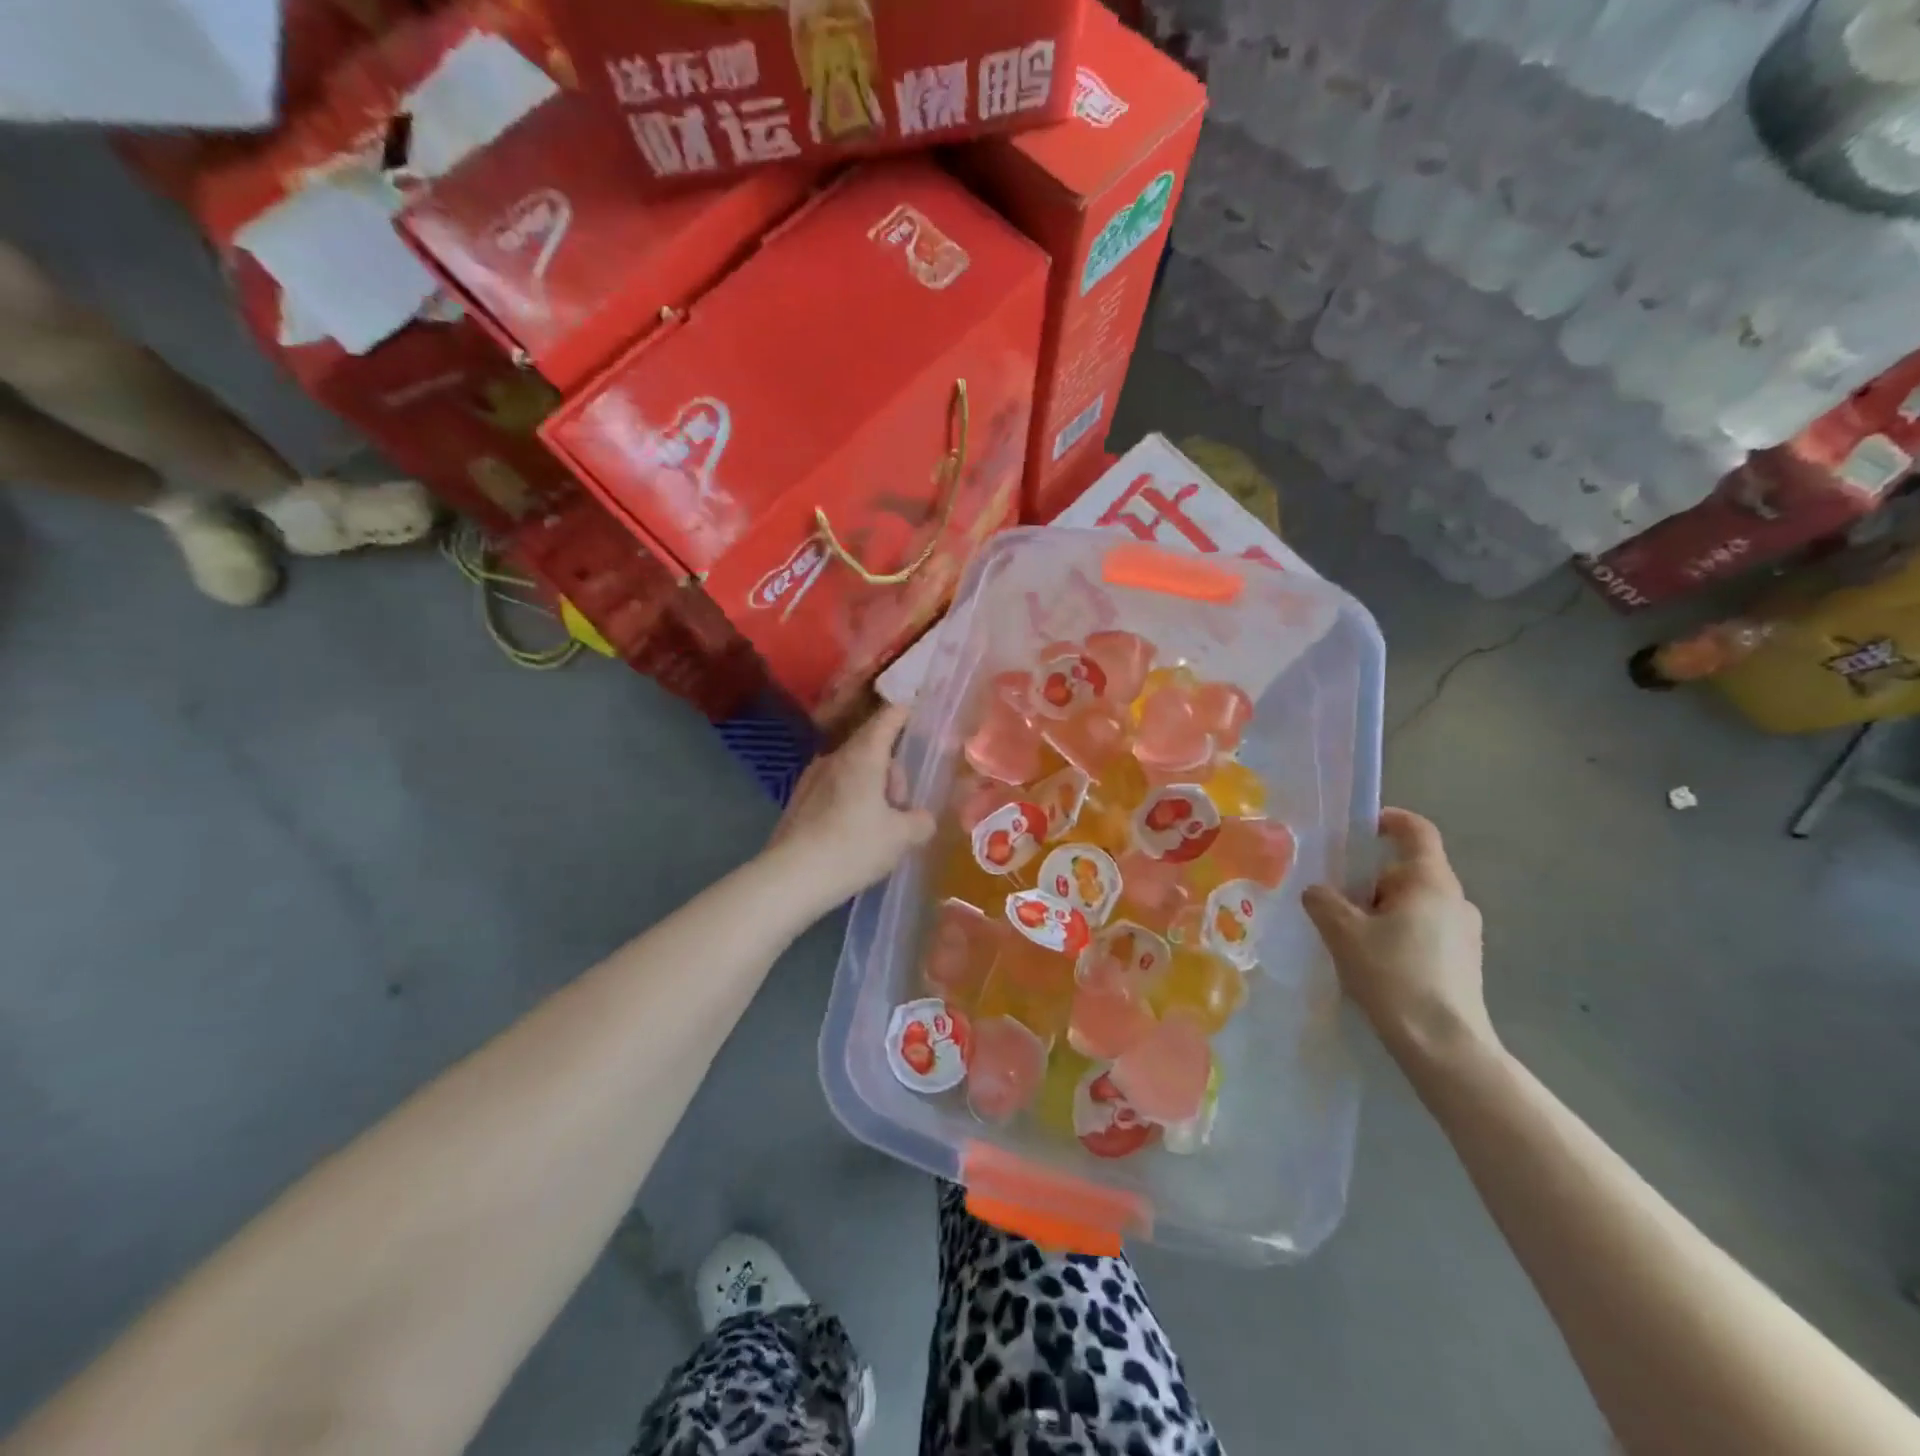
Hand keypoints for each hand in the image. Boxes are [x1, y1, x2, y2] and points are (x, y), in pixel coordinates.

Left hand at [763, 703, 934, 912]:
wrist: (792, 877)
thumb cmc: (853, 847)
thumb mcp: (901, 837)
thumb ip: (920, 821)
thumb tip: (922, 818)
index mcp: (863, 756)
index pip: (888, 719)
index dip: (905, 714)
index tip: (917, 712)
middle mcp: (835, 758)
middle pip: (872, 748)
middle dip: (893, 772)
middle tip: (901, 807)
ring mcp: (812, 778)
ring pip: (853, 770)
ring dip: (872, 788)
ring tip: (879, 826)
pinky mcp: (799, 801)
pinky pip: (835, 789)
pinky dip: (851, 801)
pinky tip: (853, 834)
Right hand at [1302, 808, 1494, 1064]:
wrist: (1444, 1046)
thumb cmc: (1394, 976)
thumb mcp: (1343, 933)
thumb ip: (1323, 902)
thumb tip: (1318, 892)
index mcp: (1430, 881)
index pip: (1417, 831)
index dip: (1390, 820)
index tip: (1362, 827)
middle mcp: (1455, 899)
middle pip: (1407, 871)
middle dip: (1369, 882)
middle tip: (1336, 904)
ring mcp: (1465, 933)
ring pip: (1414, 904)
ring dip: (1381, 912)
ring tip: (1351, 940)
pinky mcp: (1465, 962)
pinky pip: (1424, 930)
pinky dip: (1398, 935)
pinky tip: (1375, 964)